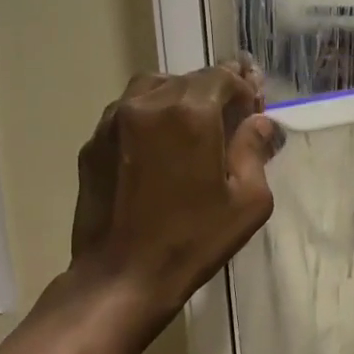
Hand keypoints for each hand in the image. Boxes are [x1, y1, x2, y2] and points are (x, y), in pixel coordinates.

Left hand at [69, 60, 279, 323]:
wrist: (122, 277)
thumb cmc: (193, 241)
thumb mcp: (247, 201)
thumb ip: (255, 150)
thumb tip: (260, 123)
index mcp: (190, 113)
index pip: (222, 76)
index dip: (243, 89)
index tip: (253, 112)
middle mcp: (148, 104)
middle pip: (188, 80)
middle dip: (213, 93)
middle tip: (228, 121)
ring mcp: (113, 121)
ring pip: (153, 88)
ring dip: (178, 98)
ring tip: (192, 128)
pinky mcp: (92, 143)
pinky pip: (127, 112)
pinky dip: (149, 117)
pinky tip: (159, 148)